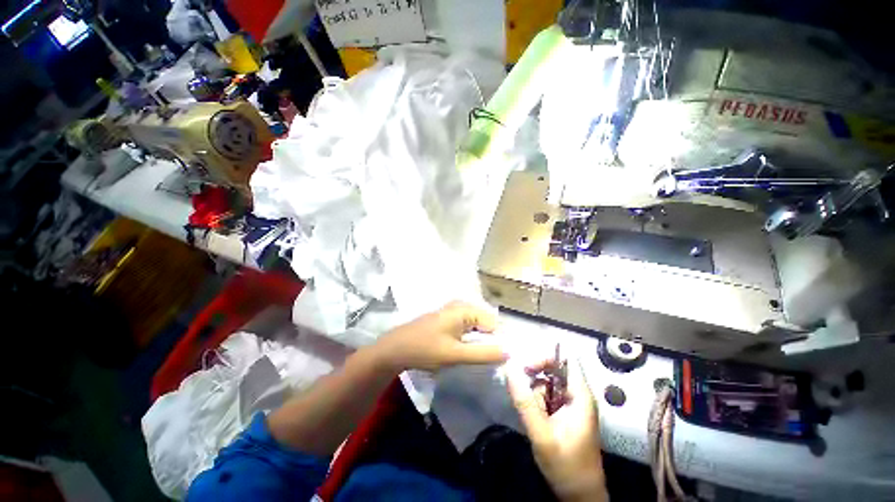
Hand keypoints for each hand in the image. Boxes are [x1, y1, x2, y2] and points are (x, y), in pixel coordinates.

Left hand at [372, 301, 507, 371]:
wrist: (395, 349)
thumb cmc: (425, 349)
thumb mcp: (456, 354)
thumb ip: (483, 353)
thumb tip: (509, 352)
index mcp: (465, 309)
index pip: (494, 323)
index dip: (498, 341)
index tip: (496, 359)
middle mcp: (461, 306)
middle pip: (486, 324)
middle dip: (488, 341)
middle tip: (484, 360)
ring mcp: (453, 312)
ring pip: (476, 327)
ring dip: (479, 342)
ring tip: (474, 358)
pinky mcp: (447, 320)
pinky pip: (467, 328)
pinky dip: (469, 340)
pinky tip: (463, 352)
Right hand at [506, 356, 607, 501]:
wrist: (579, 496)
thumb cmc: (567, 467)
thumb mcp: (542, 435)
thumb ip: (525, 401)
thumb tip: (509, 366)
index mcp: (580, 395)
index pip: (566, 360)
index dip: (544, 357)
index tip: (524, 367)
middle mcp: (576, 394)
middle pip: (553, 368)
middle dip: (534, 376)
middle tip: (520, 390)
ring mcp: (569, 403)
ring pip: (546, 382)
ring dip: (532, 392)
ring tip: (532, 415)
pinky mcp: (561, 412)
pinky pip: (544, 395)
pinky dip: (534, 401)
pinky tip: (533, 417)